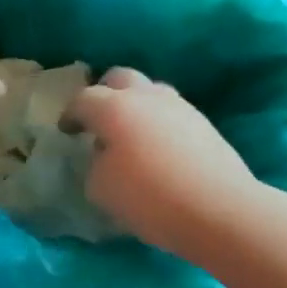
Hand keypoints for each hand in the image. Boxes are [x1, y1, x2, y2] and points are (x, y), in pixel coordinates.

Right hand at [65, 68, 256, 259]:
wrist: (219, 209)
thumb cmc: (150, 198)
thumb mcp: (101, 189)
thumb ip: (95, 165)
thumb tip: (104, 156)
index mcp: (114, 108)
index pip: (83, 99)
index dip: (70, 114)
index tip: (67, 131)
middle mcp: (147, 97)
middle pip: (120, 77)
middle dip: (105, 93)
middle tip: (98, 120)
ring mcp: (181, 108)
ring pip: (151, 92)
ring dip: (136, 106)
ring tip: (131, 135)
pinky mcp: (204, 125)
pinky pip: (172, 114)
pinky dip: (158, 123)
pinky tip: (158, 150)